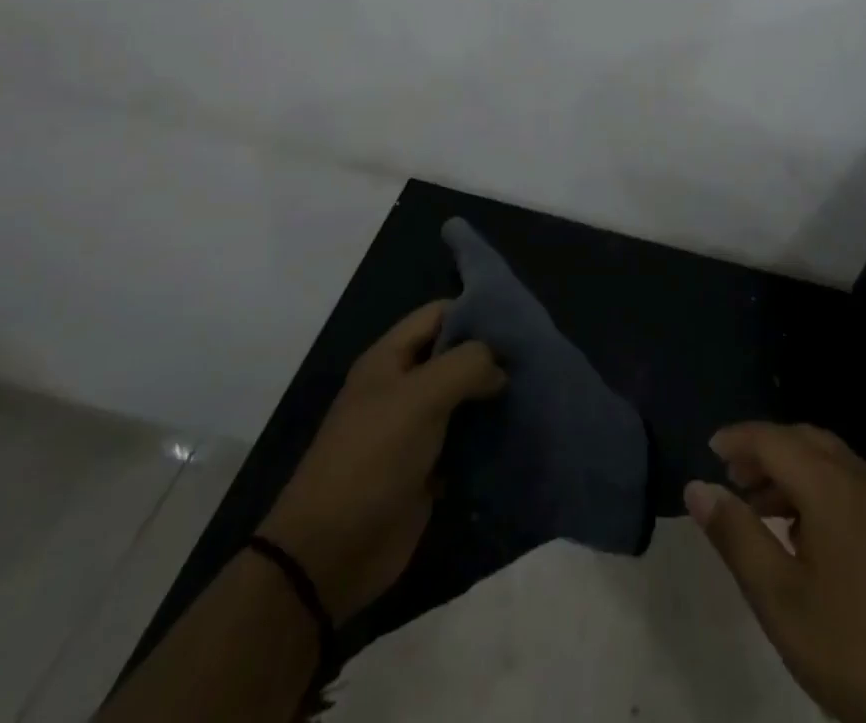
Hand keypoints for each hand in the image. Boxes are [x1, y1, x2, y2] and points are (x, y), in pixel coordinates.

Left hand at [258, 301, 505, 620]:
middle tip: (534, 359)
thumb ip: (468, 365)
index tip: (519, 321)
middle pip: (455, 356)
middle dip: (492, 356)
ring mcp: (414, 429)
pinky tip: (519, 433)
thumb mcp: (421, 396)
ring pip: (464, 399)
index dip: (476, 311)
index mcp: (390, 359)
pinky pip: (465, 441)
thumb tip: (500, 371)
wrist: (330, 555)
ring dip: (494, 399)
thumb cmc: (372, 458)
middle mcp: (403, 387)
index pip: (440, 314)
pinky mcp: (427, 469)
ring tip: (535, 393)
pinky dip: (488, 438)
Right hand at [686, 423, 865, 722]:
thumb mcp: (780, 598)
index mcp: (829, 483)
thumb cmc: (855, 646)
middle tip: (730, 477)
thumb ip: (736, 537)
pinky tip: (802, 537)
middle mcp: (858, 478)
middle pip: (802, 440)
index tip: (707, 450)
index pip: (773, 438)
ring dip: (788, 472)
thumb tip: (697, 487)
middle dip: (763, 450)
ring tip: (756, 509)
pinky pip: (847, 485)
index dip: (737, 439)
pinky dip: (814, 490)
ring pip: (827, 462)